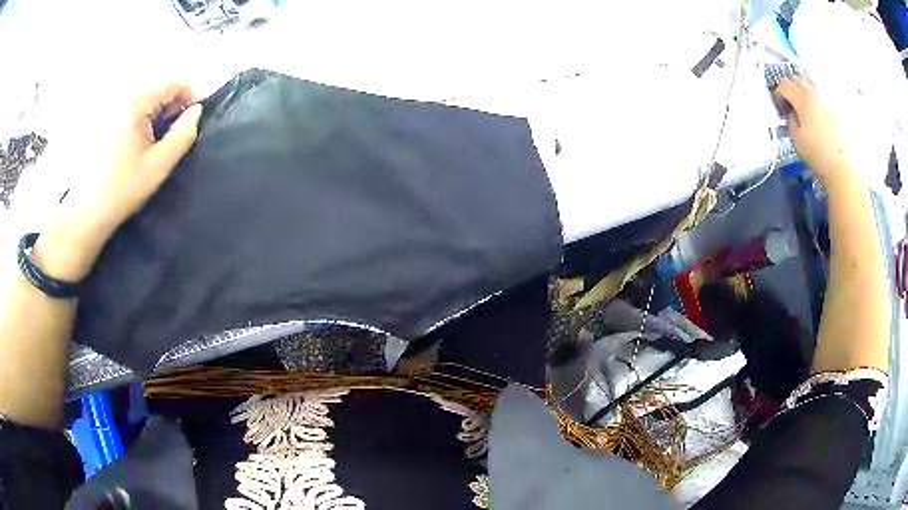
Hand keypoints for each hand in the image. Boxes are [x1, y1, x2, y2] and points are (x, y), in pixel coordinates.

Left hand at [34, 82, 202, 281]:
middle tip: (167, 140)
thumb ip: (183, 134)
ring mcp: (109, 106)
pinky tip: (131, 147)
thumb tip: (196, 112)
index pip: (175, 83)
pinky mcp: (100, 119)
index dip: (189, 100)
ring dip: (153, 116)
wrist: (86, 212)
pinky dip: (137, 121)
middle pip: (158, 90)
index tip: (188, 126)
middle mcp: (123, 95)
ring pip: (143, 100)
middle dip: (169, 110)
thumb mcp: (159, 165)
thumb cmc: (123, 189)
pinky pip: (128, 109)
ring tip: (148, 146)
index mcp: (138, 101)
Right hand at [774, 78, 852, 183]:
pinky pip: (820, 101)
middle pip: (797, 80)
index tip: (780, 108)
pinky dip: (815, 106)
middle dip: (791, 89)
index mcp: (802, 99)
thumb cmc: (816, 154)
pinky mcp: (834, 112)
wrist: (841, 168)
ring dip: (804, 96)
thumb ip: (790, 120)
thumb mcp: (796, 139)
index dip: (778, 94)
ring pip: (810, 88)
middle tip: (790, 106)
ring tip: (805, 114)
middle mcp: (814, 94)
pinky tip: (817, 122)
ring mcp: (826, 102)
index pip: (783, 85)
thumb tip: (791, 112)